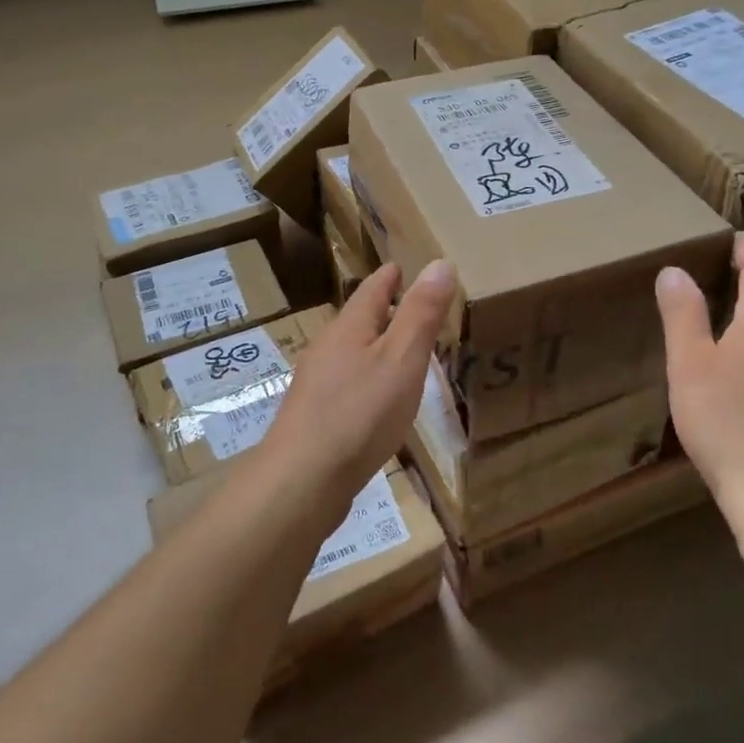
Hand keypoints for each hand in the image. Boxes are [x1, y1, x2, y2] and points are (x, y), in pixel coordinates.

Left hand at [259, 259, 456, 510]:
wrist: (302, 480)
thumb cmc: (359, 413)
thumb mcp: (402, 358)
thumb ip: (421, 313)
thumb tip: (441, 262)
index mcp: (350, 327)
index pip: (373, 288)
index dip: (391, 276)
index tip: (402, 266)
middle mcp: (328, 347)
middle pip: (360, 319)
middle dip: (386, 311)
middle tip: (415, 308)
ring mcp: (317, 383)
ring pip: (353, 352)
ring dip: (377, 346)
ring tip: (404, 352)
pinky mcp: (315, 416)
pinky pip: (348, 383)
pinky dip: (368, 377)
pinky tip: (379, 399)